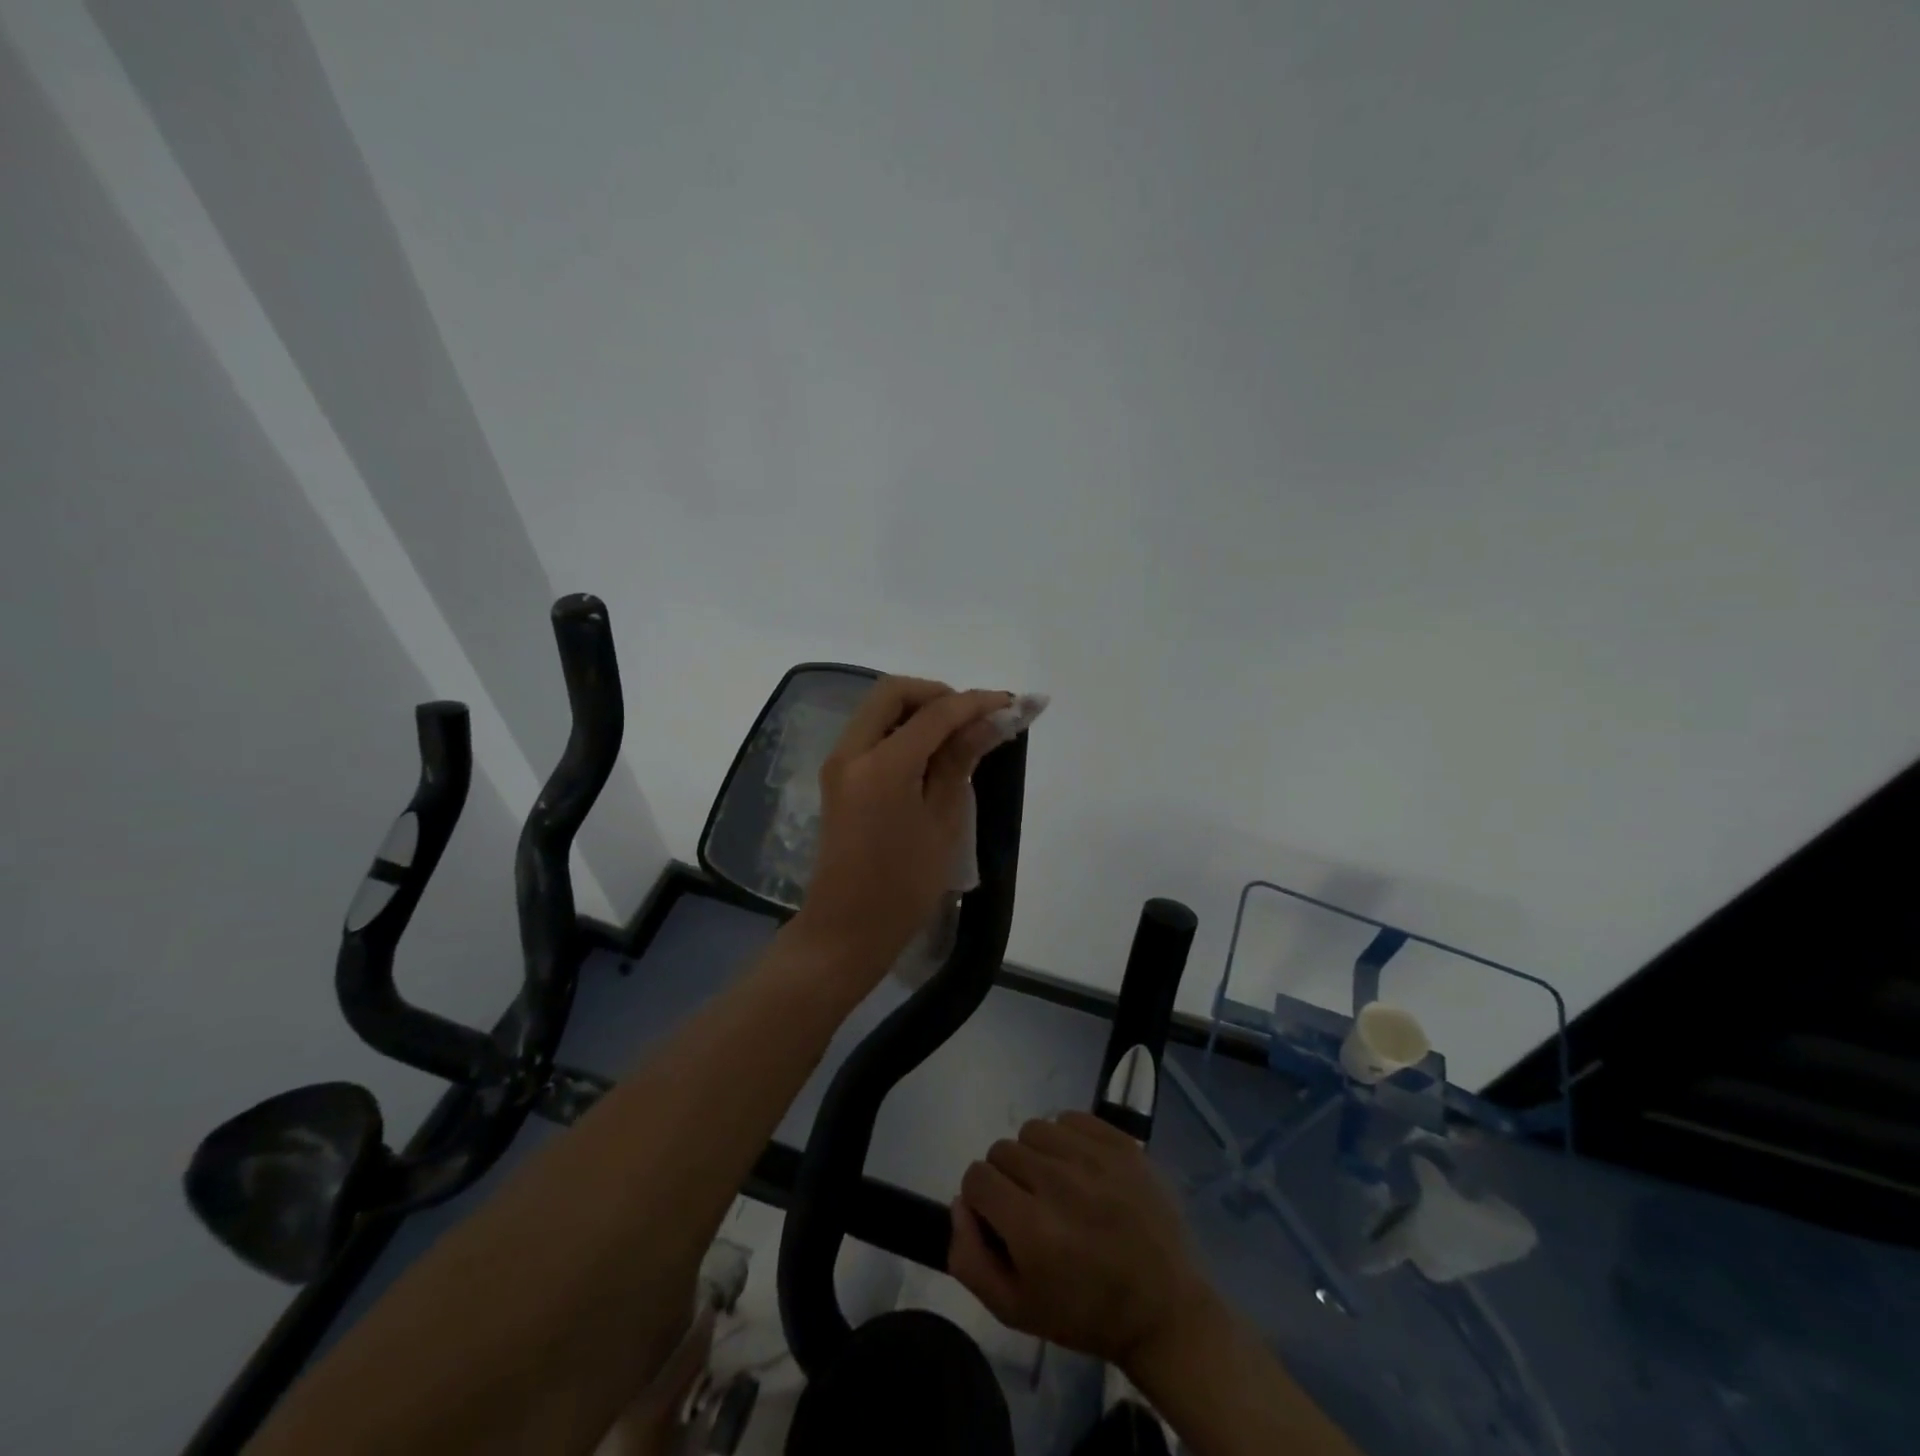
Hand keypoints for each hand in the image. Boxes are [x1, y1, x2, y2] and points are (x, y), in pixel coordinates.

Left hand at [790, 677, 1011, 981]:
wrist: (846, 930)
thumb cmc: (904, 886)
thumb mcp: (944, 822)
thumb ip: (961, 761)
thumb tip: (992, 720)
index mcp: (882, 765)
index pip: (935, 713)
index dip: (977, 703)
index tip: (1013, 703)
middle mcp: (851, 752)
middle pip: (894, 693)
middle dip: (938, 695)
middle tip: (975, 718)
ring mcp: (839, 763)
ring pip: (879, 710)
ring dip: (918, 710)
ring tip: (959, 735)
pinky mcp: (838, 778)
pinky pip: (871, 733)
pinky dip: (901, 729)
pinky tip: (931, 753)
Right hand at [947, 1111, 1223, 1374]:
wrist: (1165, 1309)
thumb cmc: (1086, 1314)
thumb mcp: (1015, 1310)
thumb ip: (969, 1258)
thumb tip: (959, 1202)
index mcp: (1032, 1229)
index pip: (977, 1177)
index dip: (981, 1199)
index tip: (1000, 1218)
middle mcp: (1060, 1184)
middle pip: (1002, 1150)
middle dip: (1007, 1178)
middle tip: (1031, 1206)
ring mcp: (1094, 1158)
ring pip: (1034, 1129)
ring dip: (1035, 1154)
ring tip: (1056, 1185)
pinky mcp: (1121, 1144)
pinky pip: (1070, 1118)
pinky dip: (1066, 1138)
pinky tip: (1079, 1168)